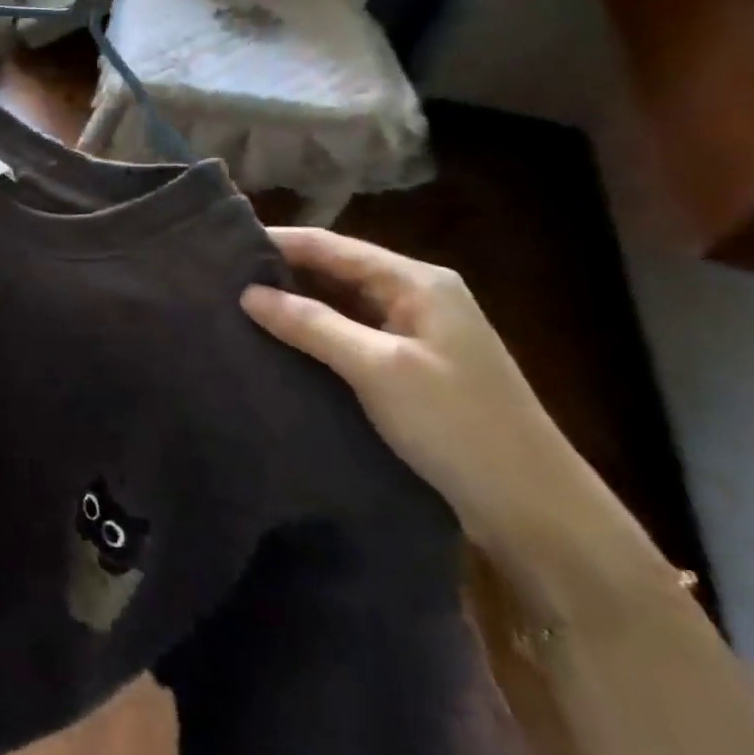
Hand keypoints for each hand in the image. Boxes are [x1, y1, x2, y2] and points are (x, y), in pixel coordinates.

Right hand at [239, 228, 652, 588]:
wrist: (535, 512)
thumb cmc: (459, 427)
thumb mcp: (379, 369)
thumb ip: (312, 325)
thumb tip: (247, 293)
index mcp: (417, 282)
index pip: (331, 246)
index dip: (277, 242)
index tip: (221, 246)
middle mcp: (415, 297)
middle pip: (334, 270)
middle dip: (280, 272)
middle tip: (218, 278)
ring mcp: (414, 333)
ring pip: (338, 303)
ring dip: (293, 304)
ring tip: (234, 306)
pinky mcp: (407, 367)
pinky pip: (347, 334)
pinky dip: (311, 333)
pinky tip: (274, 341)